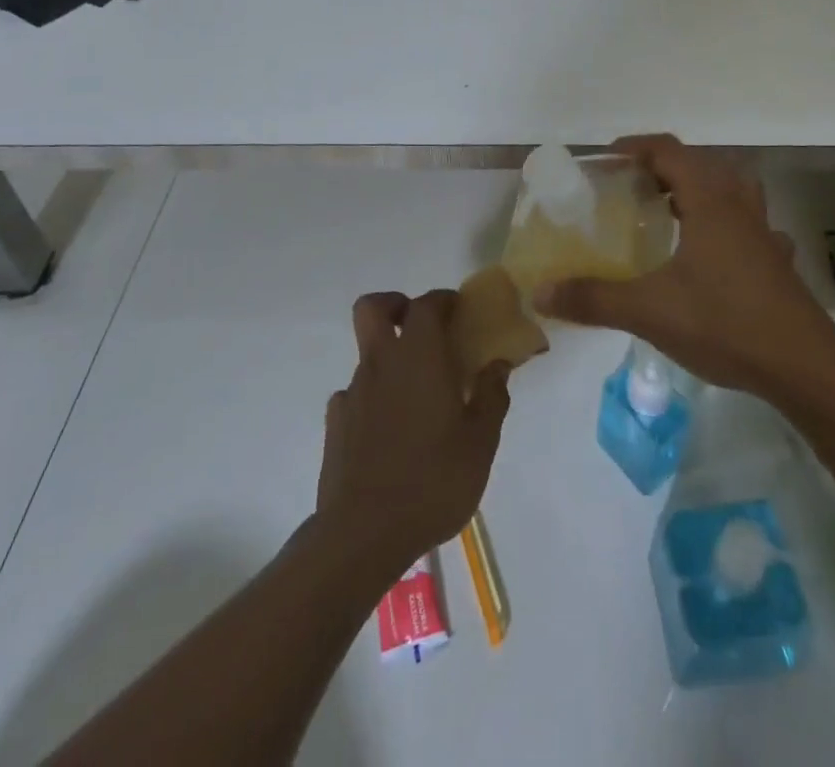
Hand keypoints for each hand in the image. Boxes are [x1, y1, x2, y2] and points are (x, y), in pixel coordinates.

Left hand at [315, 290, 510, 576]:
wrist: (363, 534)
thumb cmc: (433, 480)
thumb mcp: (481, 442)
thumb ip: (492, 396)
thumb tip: (498, 364)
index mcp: (418, 357)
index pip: (426, 305)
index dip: (443, 300)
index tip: (459, 311)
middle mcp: (380, 363)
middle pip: (373, 308)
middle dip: (396, 305)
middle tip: (422, 329)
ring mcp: (352, 392)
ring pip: (367, 354)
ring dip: (390, 359)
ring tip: (417, 398)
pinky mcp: (335, 424)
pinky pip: (355, 395)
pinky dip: (373, 398)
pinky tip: (390, 431)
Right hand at [534, 135, 834, 399]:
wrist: (804, 367)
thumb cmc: (725, 324)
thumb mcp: (649, 311)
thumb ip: (593, 298)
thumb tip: (540, 292)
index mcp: (709, 202)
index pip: (669, 151)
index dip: (635, 147)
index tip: (606, 158)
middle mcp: (738, 206)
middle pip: (702, 164)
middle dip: (664, 167)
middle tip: (632, 188)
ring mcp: (763, 233)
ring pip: (733, 189)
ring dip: (701, 188)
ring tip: (673, 211)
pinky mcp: (777, 261)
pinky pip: (751, 225)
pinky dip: (730, 223)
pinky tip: (718, 251)